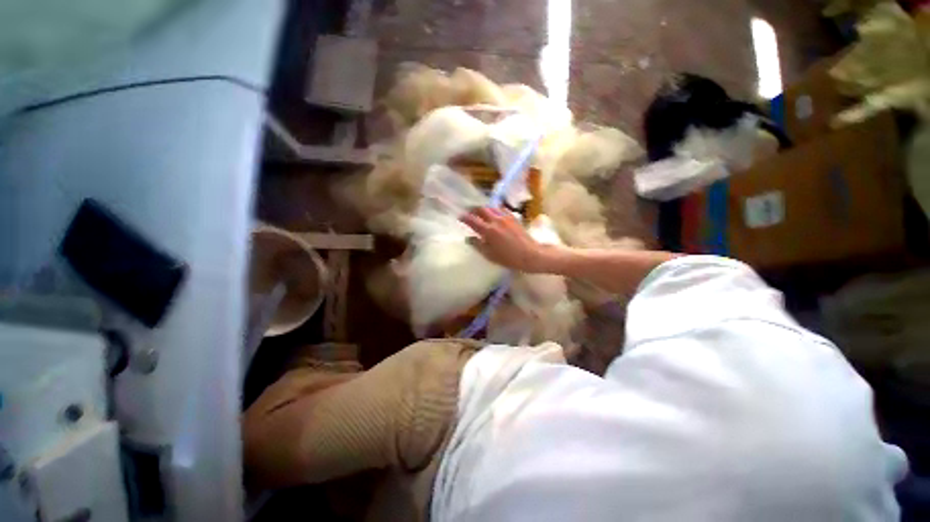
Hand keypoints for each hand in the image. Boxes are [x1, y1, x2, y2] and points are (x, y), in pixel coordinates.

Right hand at [461, 208, 546, 271]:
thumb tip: (468, 238)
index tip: (460, 217)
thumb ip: (477, 245)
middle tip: (469, 212)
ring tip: (481, 212)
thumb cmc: (508, 258)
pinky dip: (494, 209)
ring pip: (491, 207)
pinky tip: (495, 214)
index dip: (464, 217)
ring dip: (484, 208)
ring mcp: (505, 217)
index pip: (472, 220)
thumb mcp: (489, 255)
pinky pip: (501, 209)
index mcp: (488, 230)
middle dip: (473, 209)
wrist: (530, 254)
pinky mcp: (513, 217)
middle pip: (481, 209)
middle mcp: (496, 220)